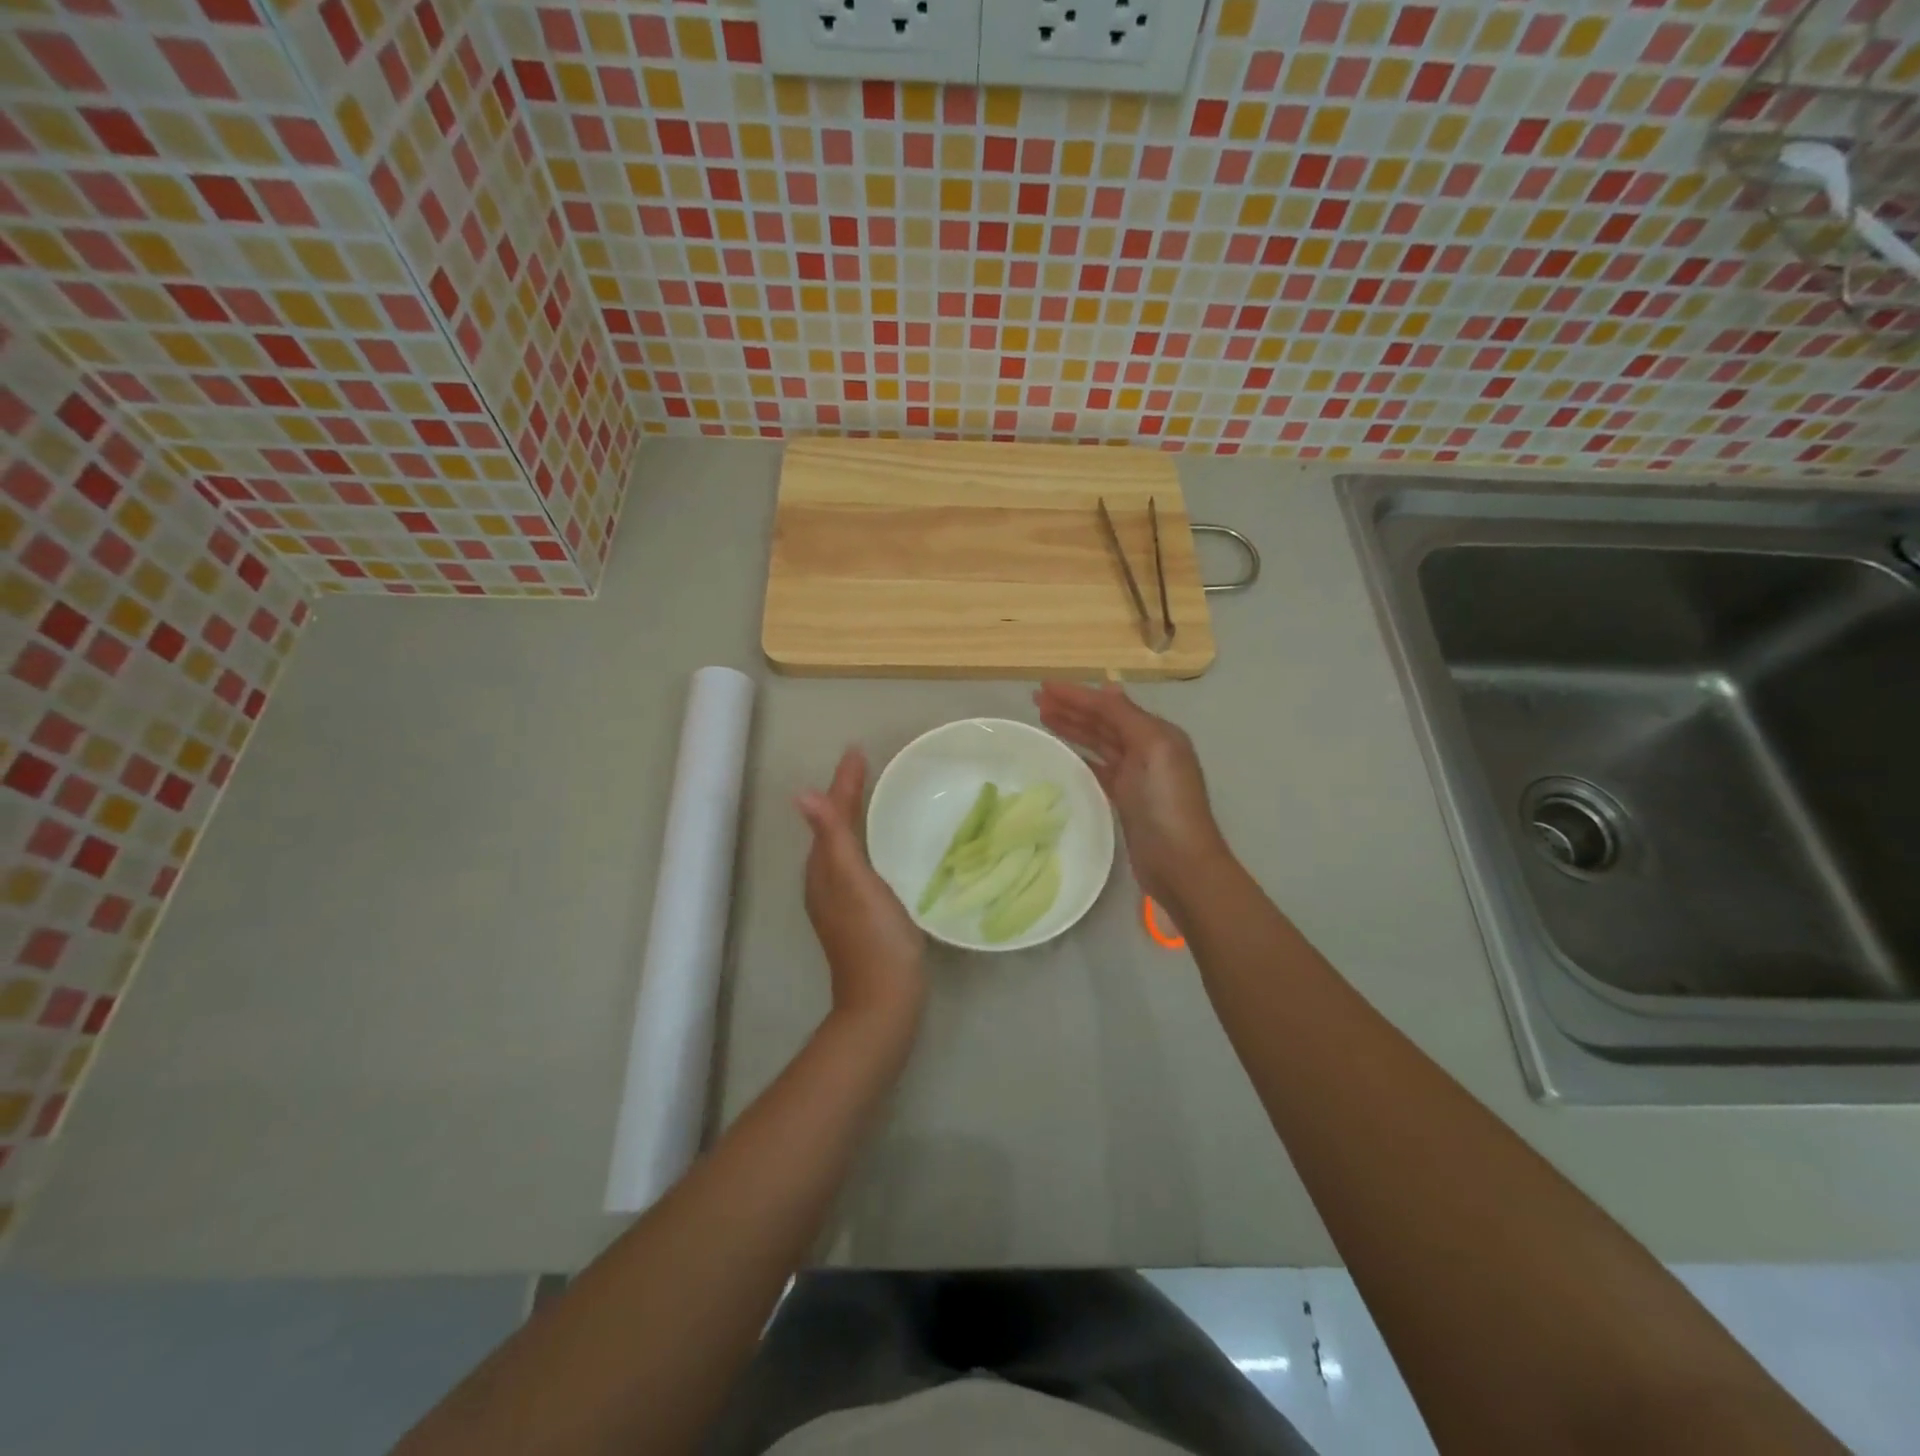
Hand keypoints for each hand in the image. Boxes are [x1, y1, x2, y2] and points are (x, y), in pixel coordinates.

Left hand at [798, 748, 926, 1030]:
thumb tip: (802, 794)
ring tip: (871, 797)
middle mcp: (826, 882)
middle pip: (833, 827)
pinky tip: (881, 848)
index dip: (843, 783)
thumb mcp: (854, 883)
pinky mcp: (860, 914)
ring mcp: (842, 900)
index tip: (856, 752)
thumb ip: (833, 839)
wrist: (884, 1000)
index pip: (831, 815)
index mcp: (824, 870)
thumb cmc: (875, 938)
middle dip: (846, 796)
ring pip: (843, 846)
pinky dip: (866, 842)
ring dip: (853, 818)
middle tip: (864, 768)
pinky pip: (858, 863)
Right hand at [1035, 681, 1231, 908]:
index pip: (1110, 706)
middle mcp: (1148, 750)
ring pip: (1098, 742)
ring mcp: (1136, 776)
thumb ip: (1127, 718)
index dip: (1077, 695)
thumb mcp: (1153, 750)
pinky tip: (1063, 752)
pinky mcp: (1125, 799)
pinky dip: (1081, 756)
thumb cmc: (1166, 804)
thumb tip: (1107, 687)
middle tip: (1036, 701)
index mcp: (1157, 733)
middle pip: (1103, 722)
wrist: (1180, 864)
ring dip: (1073, 728)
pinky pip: (1098, 768)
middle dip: (1071, 708)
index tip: (1043, 688)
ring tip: (1043, 718)